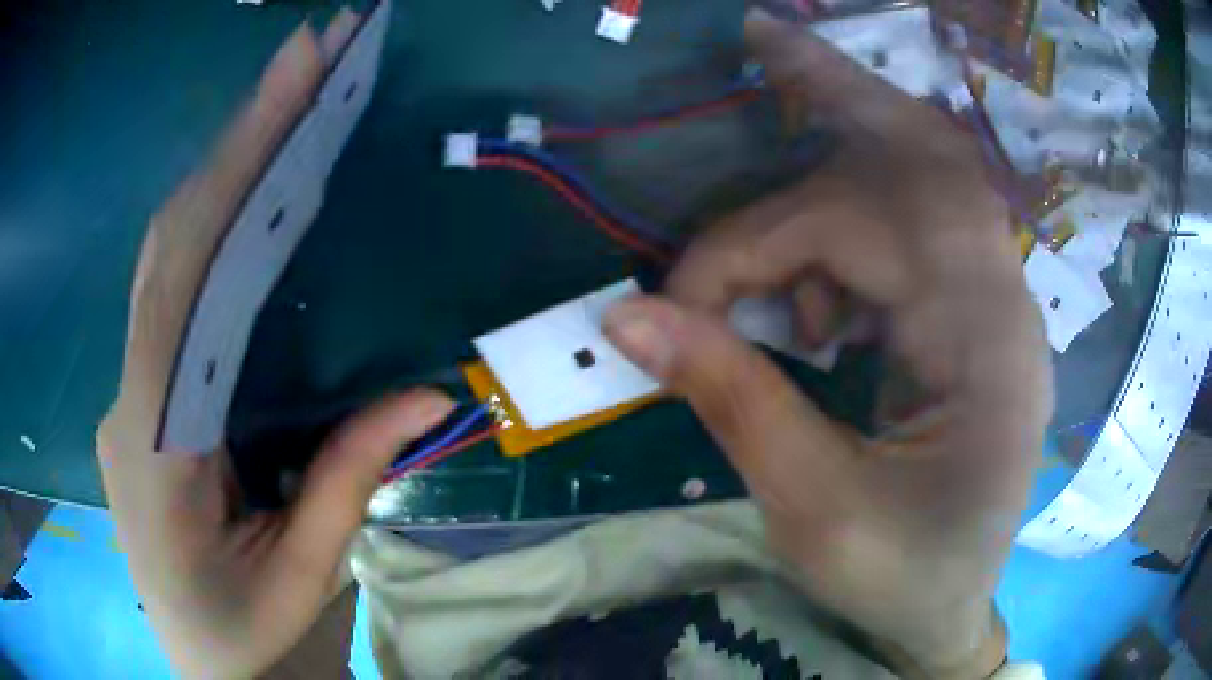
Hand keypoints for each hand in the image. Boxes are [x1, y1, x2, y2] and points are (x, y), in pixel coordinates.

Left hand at [96, 15, 454, 676]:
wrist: (210, 669)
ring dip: (227, 168)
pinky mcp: (149, 396)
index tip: (293, 77)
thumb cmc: (248, 638)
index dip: (232, 168)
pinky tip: (257, 185)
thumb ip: (347, 480)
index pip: (182, 280)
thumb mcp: (303, 577)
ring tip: (292, 94)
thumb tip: (420, 386)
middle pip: (172, 242)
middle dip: (238, 137)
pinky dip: (216, 224)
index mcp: (151, 445)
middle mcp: (129, 397)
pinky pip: (179, 293)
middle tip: (308, 53)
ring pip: (169, 258)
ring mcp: (133, 392)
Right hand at [604, 10, 1050, 678]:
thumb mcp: (814, 510)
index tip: (675, 309)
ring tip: (772, 211)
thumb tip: (626, 313)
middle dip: (836, 84)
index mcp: (984, 346)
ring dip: (842, 154)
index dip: (748, 246)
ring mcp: (995, 303)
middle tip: (760, 35)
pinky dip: (854, 227)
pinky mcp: (976, 318)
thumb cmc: (900, 577)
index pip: (858, 226)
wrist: (952, 609)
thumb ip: (731, 401)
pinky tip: (818, 305)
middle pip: (925, 150)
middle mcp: (1002, 299)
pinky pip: (918, 227)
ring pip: (925, 176)